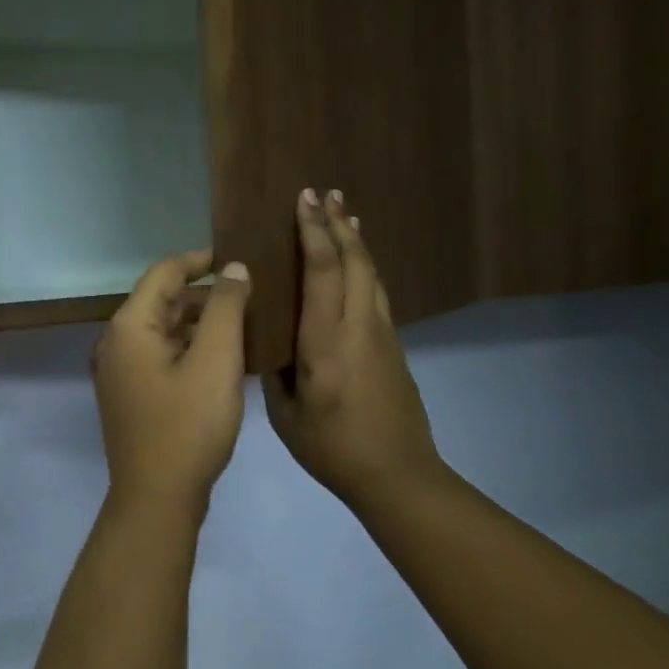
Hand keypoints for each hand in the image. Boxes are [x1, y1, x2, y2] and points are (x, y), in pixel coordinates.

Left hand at [93, 249, 251, 517]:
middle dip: (204, 295)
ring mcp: (120, 372)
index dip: (200, 260)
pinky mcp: (131, 396)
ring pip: (163, 331)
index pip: (164, 273)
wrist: (158, 498)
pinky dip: (190, 349)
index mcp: (129, 327)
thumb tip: (232, 267)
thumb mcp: (216, 361)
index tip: (237, 256)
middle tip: (249, 293)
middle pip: (162, 301)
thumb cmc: (189, 425)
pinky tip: (224, 358)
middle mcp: (116, 343)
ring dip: (200, 324)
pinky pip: (161, 357)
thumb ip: (226, 308)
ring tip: (244, 323)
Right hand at [265, 190, 441, 512]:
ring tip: (346, 215)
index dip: (314, 230)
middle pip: (354, 260)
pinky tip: (357, 266)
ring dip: (357, 241)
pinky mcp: (394, 347)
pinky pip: (375, 293)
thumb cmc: (333, 448)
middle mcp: (359, 325)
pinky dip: (364, 268)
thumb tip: (270, 344)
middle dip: (339, 223)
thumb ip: (276, 371)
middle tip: (327, 193)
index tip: (304, 200)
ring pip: (370, 273)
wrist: (398, 475)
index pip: (322, 269)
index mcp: (327, 339)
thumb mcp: (286, 414)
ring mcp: (382, 334)